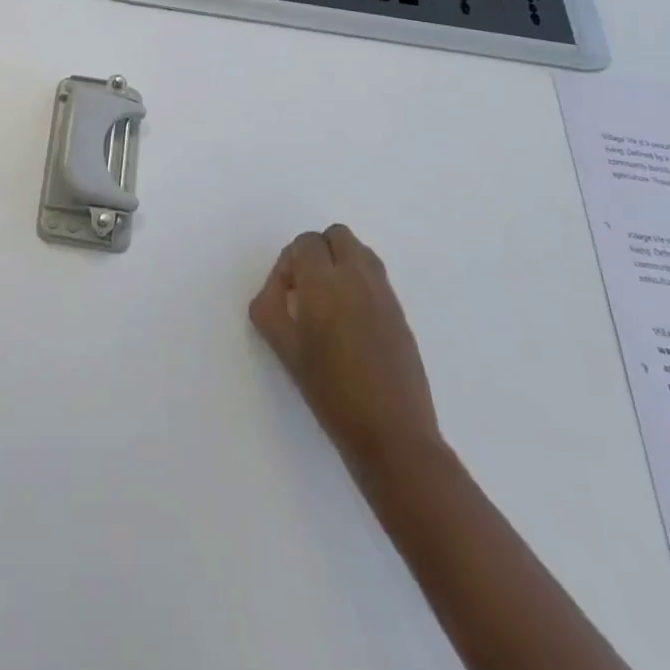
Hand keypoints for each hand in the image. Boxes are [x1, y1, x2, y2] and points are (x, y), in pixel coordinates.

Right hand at [250, 224, 445, 471]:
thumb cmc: (330, 392)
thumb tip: (278, 287)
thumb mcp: (284, 350)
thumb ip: (269, 306)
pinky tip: (352, 323)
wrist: (392, 434)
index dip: (290, 263)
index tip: (287, 295)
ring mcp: (384, 292)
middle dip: (318, 252)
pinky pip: (376, 276)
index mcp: (324, 281)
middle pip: (336, 235)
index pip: (305, 243)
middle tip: (307, 290)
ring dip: (341, 263)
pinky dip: (360, 283)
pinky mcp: (401, 312)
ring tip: (331, 304)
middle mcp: (357, 276)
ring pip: (360, 251)